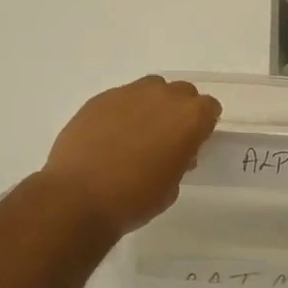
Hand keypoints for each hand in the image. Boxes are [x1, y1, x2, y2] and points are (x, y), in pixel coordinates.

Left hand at [40, 76, 220, 236]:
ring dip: (151, 105)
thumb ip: (180, 160)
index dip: (203, 125)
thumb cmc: (134, 199)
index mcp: (189, 118)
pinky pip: (121, 98)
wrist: (78, 198)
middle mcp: (163, 96)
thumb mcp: (171, 186)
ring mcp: (129, 93)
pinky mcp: (100, 98)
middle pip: (182, 92)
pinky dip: (122, 112)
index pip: (209, 108)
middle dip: (179, 110)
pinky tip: (109, 137)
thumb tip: (173, 151)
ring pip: (150, 89)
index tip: (194, 143)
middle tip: (167, 138)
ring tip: (137, 133)